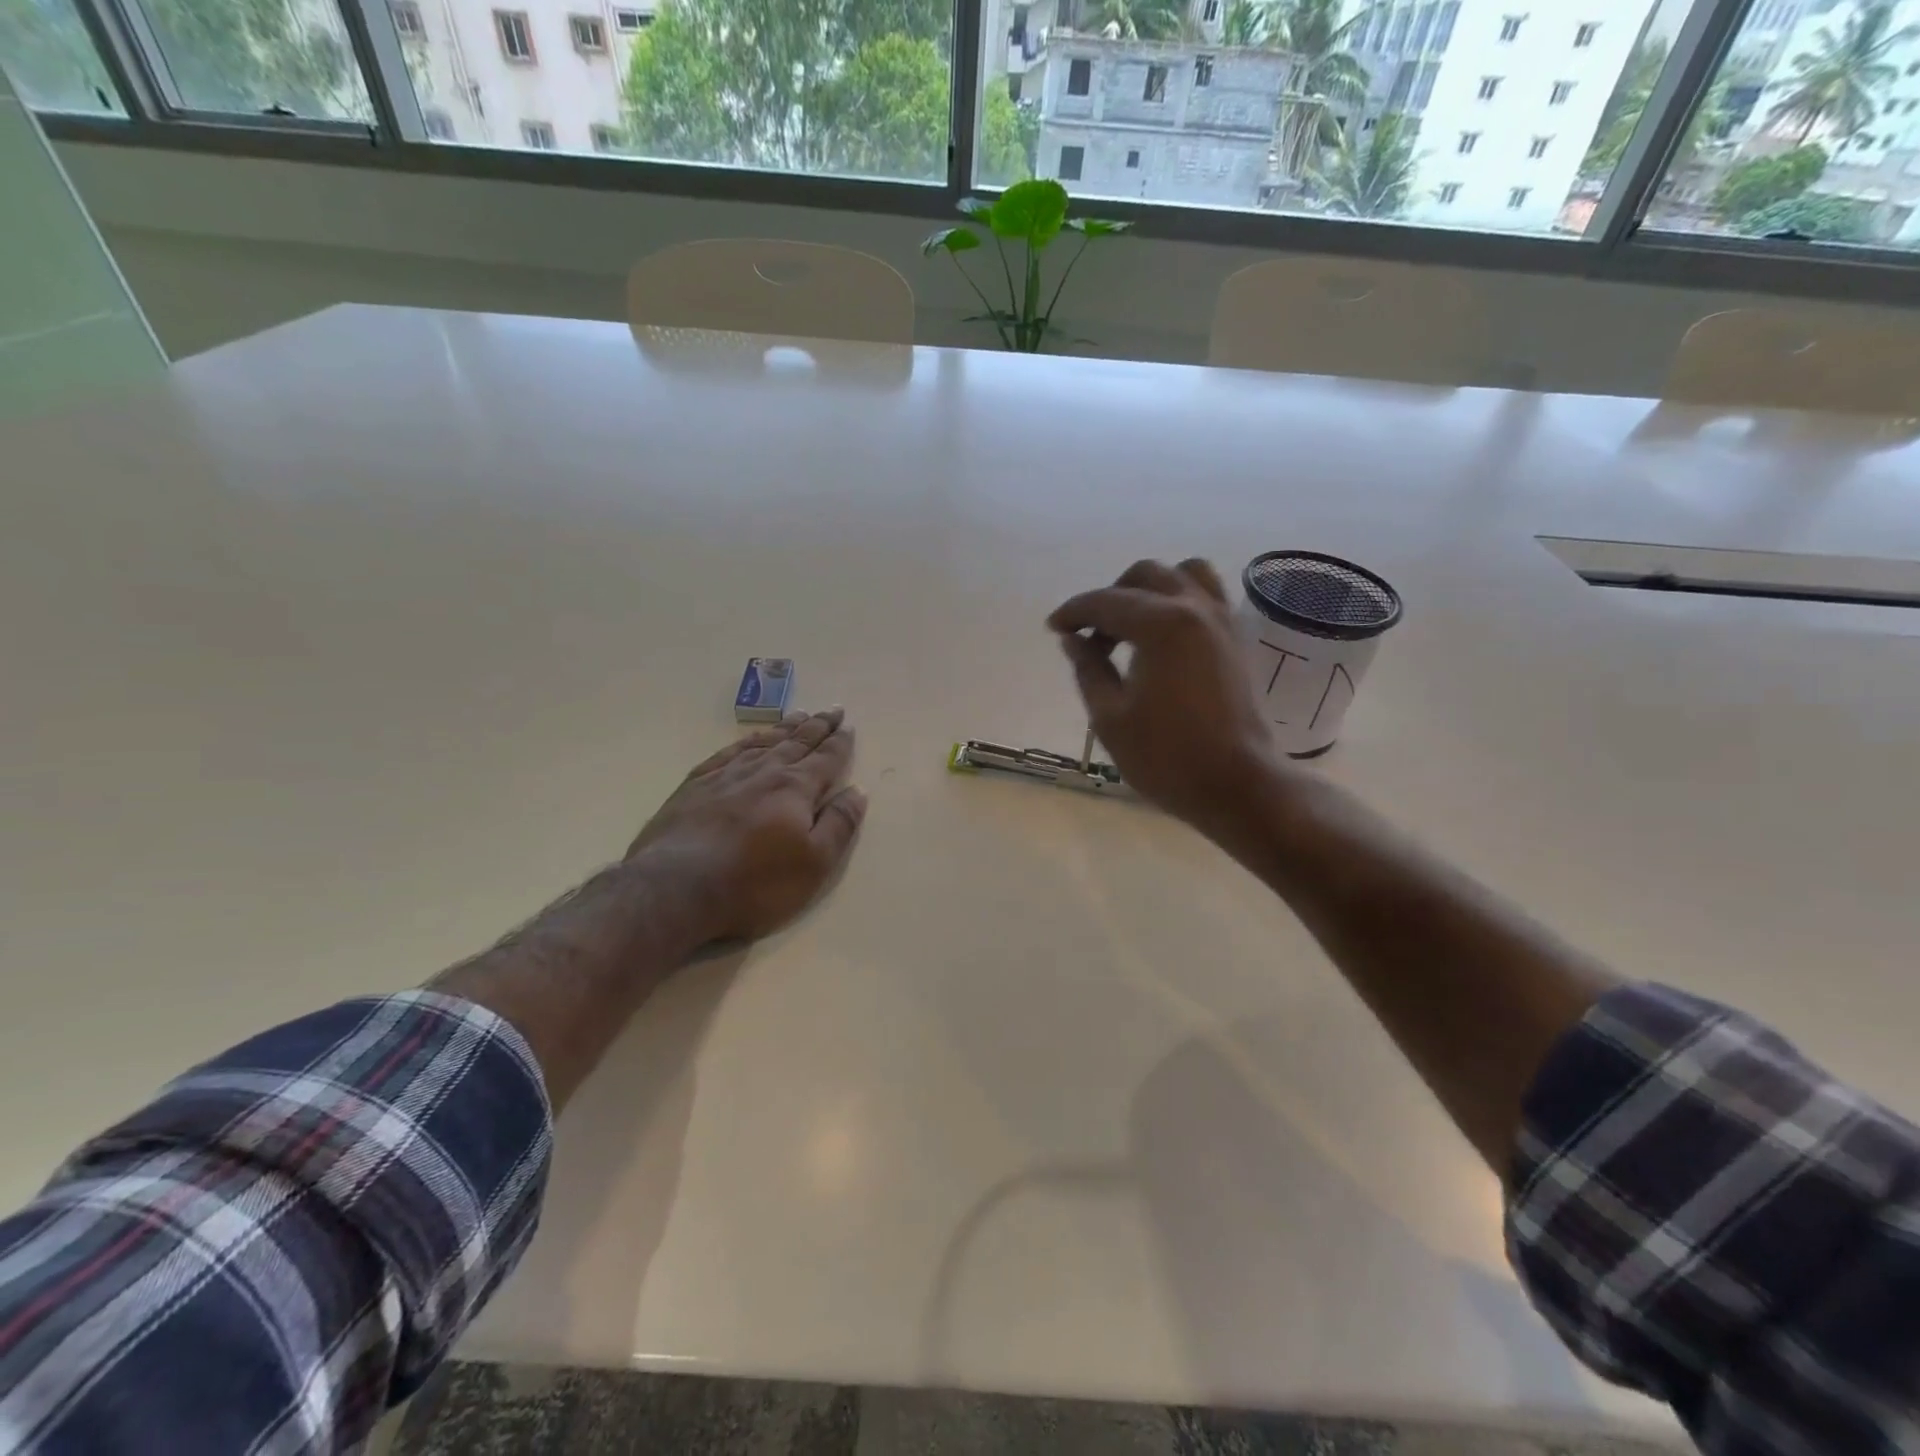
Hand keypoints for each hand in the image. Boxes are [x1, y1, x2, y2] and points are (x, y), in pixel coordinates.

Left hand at [626, 708, 866, 942]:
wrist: (676, 889)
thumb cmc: (755, 883)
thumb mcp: (814, 863)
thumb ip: (839, 824)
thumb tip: (858, 791)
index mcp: (795, 789)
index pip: (825, 759)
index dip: (839, 743)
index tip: (848, 726)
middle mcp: (763, 772)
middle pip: (796, 743)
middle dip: (817, 727)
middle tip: (832, 710)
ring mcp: (725, 776)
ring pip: (763, 743)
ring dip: (784, 729)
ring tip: (798, 716)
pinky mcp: (694, 786)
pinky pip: (727, 753)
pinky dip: (745, 743)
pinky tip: (749, 741)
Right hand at [1048, 560, 1279, 836]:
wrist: (1237, 784)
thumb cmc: (1166, 756)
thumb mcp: (1110, 718)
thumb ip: (1088, 669)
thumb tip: (1073, 639)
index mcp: (1161, 625)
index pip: (1106, 602)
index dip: (1074, 612)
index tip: (1054, 629)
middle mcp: (1195, 609)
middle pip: (1145, 575)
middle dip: (1110, 597)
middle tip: (1090, 636)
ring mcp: (1222, 620)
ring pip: (1184, 574)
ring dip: (1149, 589)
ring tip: (1130, 625)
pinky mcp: (1236, 639)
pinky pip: (1206, 596)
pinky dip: (1178, 601)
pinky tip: (1161, 637)